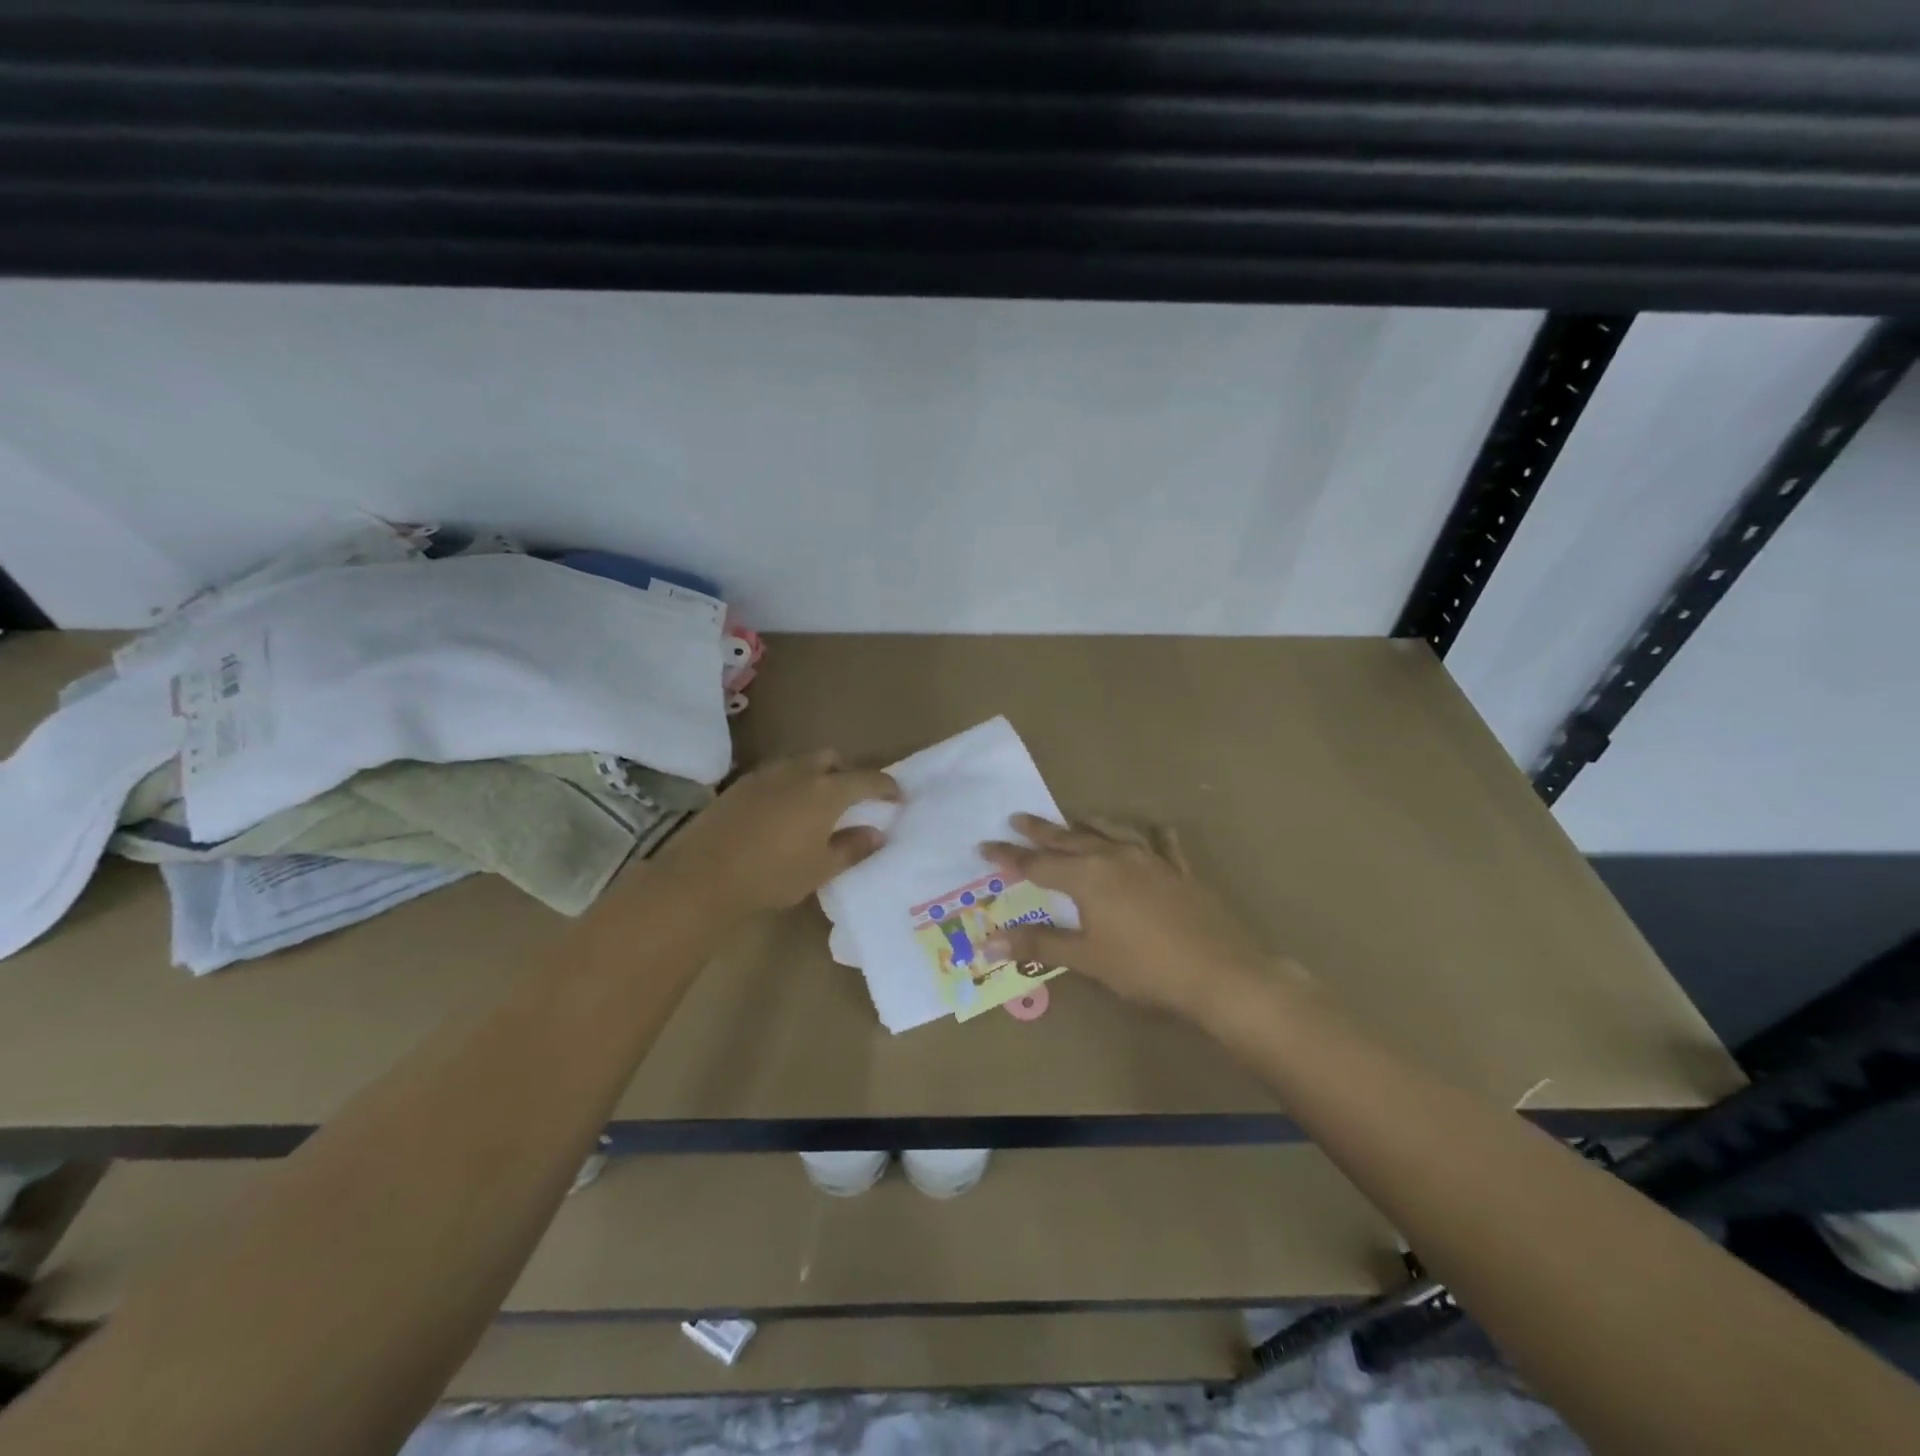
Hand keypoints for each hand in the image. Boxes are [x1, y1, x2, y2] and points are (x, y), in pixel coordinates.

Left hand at [659, 750, 900, 911]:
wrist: (705, 874)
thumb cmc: (773, 874)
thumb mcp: (821, 868)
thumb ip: (853, 847)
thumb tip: (876, 833)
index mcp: (827, 791)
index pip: (867, 779)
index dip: (887, 786)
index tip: (898, 797)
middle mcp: (800, 772)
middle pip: (832, 758)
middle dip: (848, 772)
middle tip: (853, 797)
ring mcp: (767, 774)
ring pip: (802, 762)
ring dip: (817, 775)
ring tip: (817, 803)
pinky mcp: (741, 783)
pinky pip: (777, 773)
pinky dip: (790, 783)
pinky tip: (783, 810)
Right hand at [979, 815, 1274, 1019]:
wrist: (1218, 972)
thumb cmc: (1144, 968)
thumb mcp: (1086, 958)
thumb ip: (1037, 944)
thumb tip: (987, 941)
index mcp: (1087, 877)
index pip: (1037, 864)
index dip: (1009, 856)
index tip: (984, 845)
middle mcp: (1115, 858)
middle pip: (1070, 839)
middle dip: (1040, 830)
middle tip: (1017, 818)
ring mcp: (1150, 860)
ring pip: (1111, 832)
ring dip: (1087, 825)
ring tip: (1072, 818)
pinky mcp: (1179, 871)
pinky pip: (1161, 844)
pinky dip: (1151, 835)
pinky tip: (1154, 830)